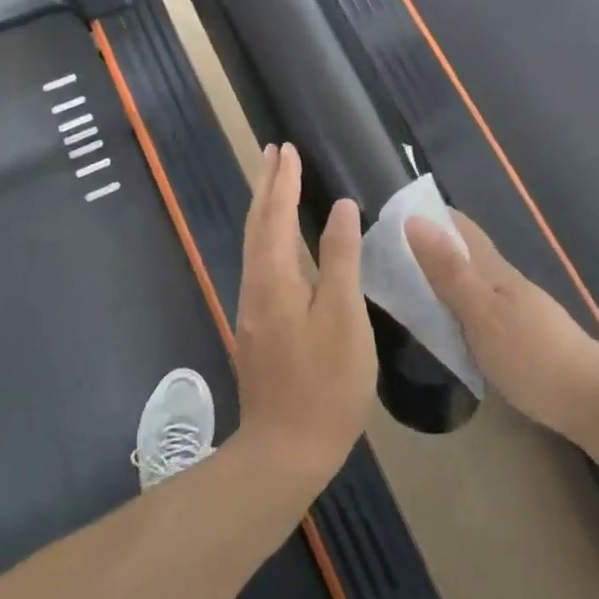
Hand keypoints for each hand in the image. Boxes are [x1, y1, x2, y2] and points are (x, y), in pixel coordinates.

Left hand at [234, 144, 377, 488]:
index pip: (277, 216)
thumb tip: (342, 209)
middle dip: (267, 185)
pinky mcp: (260, 326)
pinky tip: (279, 239)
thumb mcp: (344, 318)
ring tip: (274, 182)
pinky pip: (260, 262)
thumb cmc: (325, 383)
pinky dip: (268, 235)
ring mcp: (254, 308)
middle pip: (258, 224)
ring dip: (265, 208)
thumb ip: (341, 260)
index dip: (285, 181)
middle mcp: (256, 286)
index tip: (289, 148)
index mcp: (275, 279)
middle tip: (274, 151)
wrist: (286, 449)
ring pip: (255, 244)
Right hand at [405, 211, 598, 438]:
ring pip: (475, 283)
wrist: (596, 402)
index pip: (462, 229)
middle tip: (391, 255)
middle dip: (433, 247)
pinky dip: (460, 307)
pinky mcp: (526, 339)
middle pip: (467, 254)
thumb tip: (414, 220)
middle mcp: (508, 284)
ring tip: (411, 287)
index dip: (432, 216)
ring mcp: (521, 311)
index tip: (394, 216)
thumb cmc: (533, 355)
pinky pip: (483, 311)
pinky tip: (451, 324)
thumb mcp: (481, 314)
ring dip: (446, 278)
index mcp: (495, 271)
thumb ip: (448, 271)